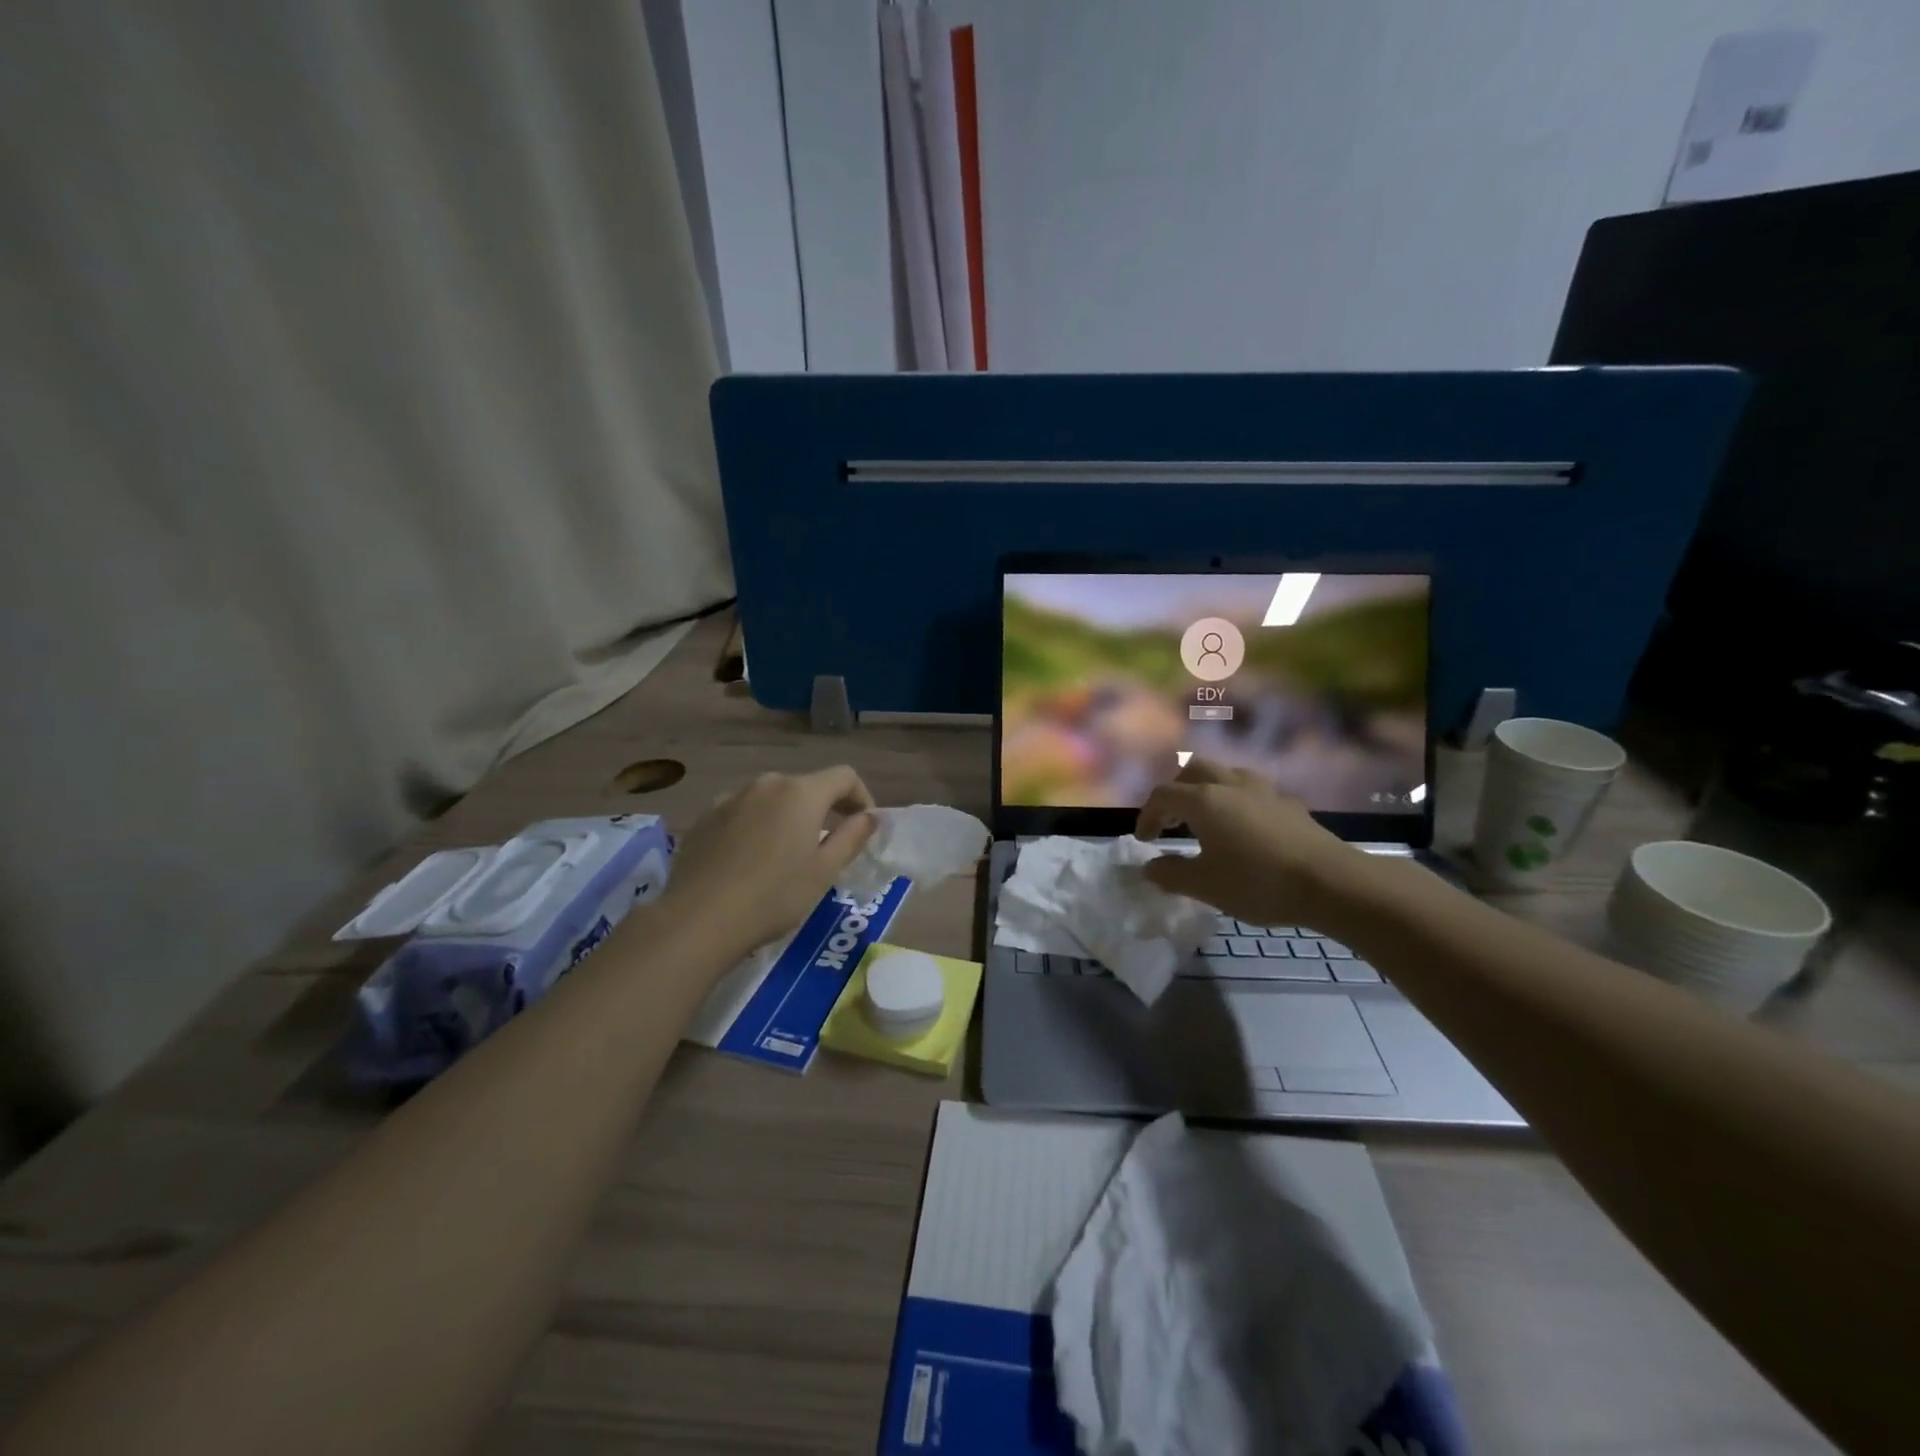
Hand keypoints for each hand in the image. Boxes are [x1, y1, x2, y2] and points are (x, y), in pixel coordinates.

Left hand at [656, 767, 876, 960]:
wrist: (698, 919)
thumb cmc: (773, 896)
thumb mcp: (824, 871)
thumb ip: (852, 837)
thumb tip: (869, 817)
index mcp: (801, 793)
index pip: (844, 776)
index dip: (861, 797)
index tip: (863, 827)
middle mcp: (766, 784)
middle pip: (806, 786)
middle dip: (824, 809)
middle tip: (828, 846)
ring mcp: (731, 797)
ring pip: (772, 799)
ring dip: (788, 817)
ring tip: (786, 855)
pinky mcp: (705, 817)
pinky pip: (743, 812)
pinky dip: (757, 826)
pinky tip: (750, 860)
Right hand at [1133, 757, 1365, 930]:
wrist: (1331, 883)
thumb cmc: (1257, 882)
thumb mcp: (1205, 886)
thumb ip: (1171, 874)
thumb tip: (1150, 867)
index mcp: (1204, 800)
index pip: (1163, 795)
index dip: (1147, 815)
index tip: (1145, 841)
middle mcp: (1231, 785)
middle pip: (1194, 769)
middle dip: (1177, 790)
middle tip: (1174, 820)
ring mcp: (1264, 791)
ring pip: (1227, 774)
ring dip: (1210, 790)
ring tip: (1208, 819)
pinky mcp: (1289, 804)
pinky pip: (1254, 792)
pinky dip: (1238, 802)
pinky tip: (1246, 830)